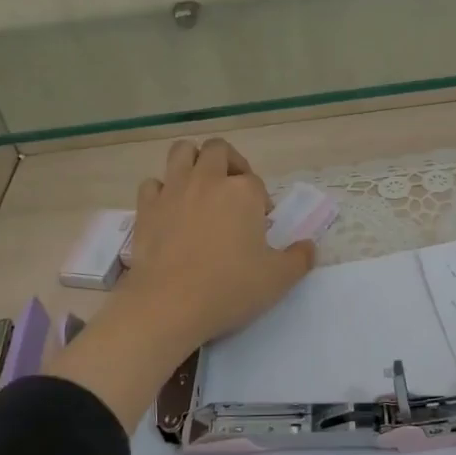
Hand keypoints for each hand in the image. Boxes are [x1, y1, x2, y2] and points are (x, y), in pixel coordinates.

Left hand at [119, 138, 316, 350]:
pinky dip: (162, 190)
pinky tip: (169, 209)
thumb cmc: (230, 288)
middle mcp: (207, 180)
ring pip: (182, 152)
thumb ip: (299, 259)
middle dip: (229, 163)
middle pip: (218, 150)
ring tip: (201, 186)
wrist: (169, 304)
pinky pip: (152, 183)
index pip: (255, 182)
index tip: (260, 224)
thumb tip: (309, 247)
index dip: (260, 200)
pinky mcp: (146, 208)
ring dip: (193, 160)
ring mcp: (173, 191)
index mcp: (243, 192)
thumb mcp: (278, 279)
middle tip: (234, 190)